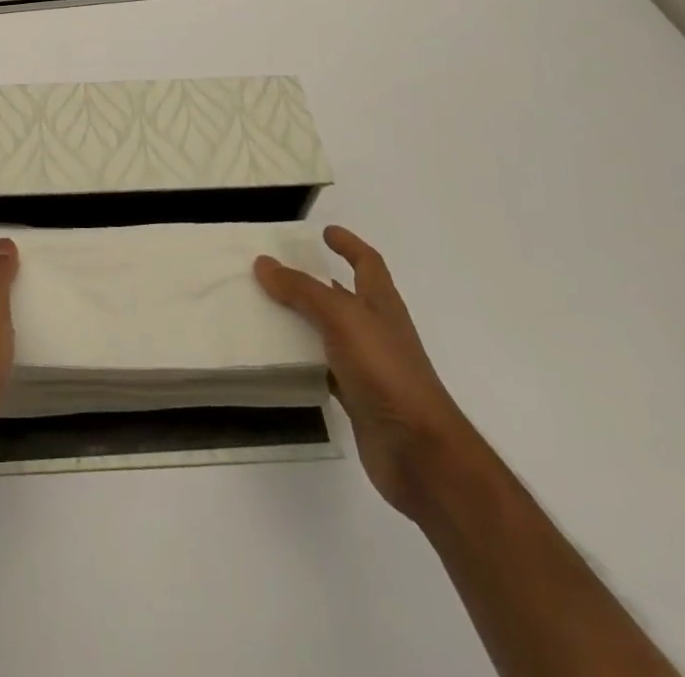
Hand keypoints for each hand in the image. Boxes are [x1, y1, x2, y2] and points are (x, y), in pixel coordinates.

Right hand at [256, 225, 478, 522]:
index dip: (349, 244)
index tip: (325, 232)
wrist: (420, 453)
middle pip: (345, 296)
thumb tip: (264, 263)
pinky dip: (304, 361)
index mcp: (381, 304)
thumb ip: (302, 290)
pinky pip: (324, 370)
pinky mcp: (358, 399)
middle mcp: (377, 330)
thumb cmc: (386, 372)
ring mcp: (369, 366)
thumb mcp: (342, 318)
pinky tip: (279, 359)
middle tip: (277, 270)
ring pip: (330, 333)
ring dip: (304, 320)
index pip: (367, 263)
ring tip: (266, 309)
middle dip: (315, 281)